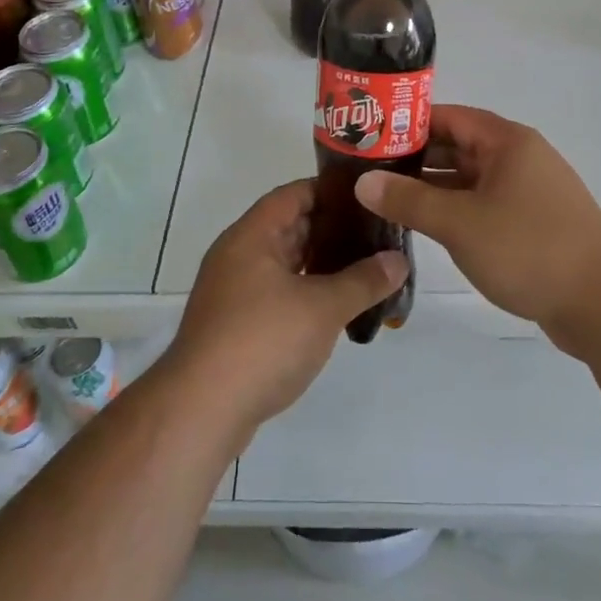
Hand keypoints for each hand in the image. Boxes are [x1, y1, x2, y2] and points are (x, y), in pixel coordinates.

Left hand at [167, 180, 408, 441]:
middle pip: (289, 227)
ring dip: (319, 264)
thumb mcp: (323, 307)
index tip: (367, 197)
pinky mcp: (235, 325)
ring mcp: (233, 291)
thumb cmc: (262, 341)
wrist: (201, 410)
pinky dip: (305, 292)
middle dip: (331, 229)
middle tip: (376, 233)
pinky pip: (276, 293)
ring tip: (365, 267)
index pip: (293, 194)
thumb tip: (399, 260)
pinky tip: (335, 306)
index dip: (329, 191)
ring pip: (283, 263)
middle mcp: (238, 255)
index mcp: (252, 236)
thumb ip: (363, 280)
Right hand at [353, 105, 600, 355]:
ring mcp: (529, 192)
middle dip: (415, 158)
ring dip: (433, 187)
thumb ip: (409, 201)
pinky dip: (455, 210)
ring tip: (386, 198)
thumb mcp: (460, 223)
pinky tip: (425, 226)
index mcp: (507, 142)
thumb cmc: (531, 249)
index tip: (367, 137)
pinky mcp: (533, 224)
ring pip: (470, 179)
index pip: (448, 116)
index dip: (407, 124)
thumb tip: (362, 182)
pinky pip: (484, 205)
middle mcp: (519, 158)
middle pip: (458, 146)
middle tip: (367, 171)